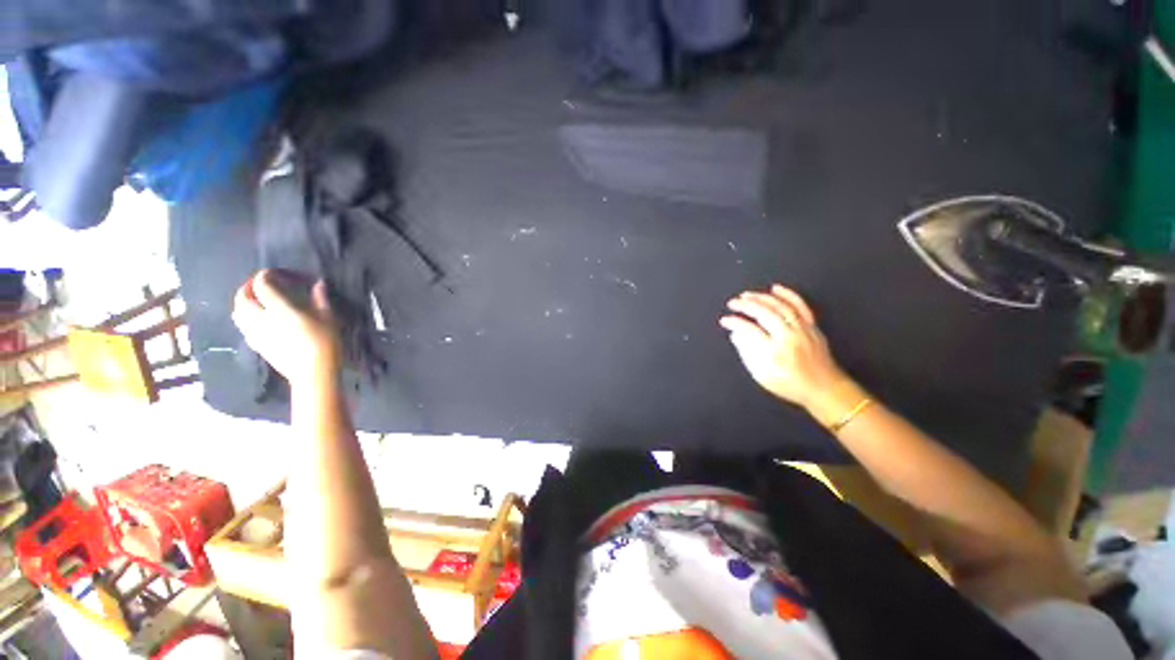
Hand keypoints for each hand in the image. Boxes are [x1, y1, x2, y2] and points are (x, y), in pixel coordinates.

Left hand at [232, 269, 341, 388]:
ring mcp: (255, 333)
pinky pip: (243, 326)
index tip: (275, 273)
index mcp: (279, 309)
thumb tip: (318, 284)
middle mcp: (261, 319)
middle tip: (259, 285)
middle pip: (242, 298)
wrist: (313, 372)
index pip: (262, 286)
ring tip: (255, 301)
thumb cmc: (325, 343)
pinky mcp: (256, 345)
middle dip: (248, 288)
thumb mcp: (328, 318)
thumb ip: (320, 299)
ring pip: (237, 312)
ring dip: (243, 303)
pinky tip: (257, 320)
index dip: (265, 276)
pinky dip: (245, 318)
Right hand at [719, 285, 850, 415]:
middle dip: (746, 305)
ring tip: (747, 294)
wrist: (824, 388)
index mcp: (775, 350)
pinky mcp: (811, 326)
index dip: (734, 322)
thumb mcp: (761, 375)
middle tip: (732, 302)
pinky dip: (788, 295)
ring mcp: (802, 329)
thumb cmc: (790, 384)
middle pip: (765, 313)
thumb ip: (746, 353)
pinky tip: (776, 288)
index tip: (724, 320)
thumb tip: (736, 334)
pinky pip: (800, 306)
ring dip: (761, 297)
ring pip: (781, 306)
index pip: (749, 329)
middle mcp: (789, 336)